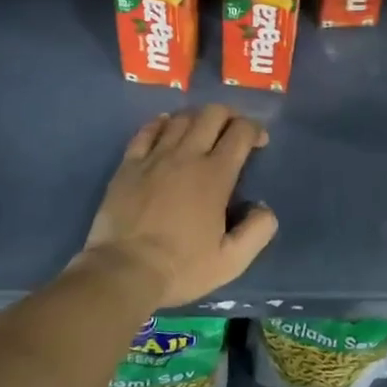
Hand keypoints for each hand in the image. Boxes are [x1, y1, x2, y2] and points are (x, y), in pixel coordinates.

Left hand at [80, 105, 277, 305]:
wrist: (123, 272)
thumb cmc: (181, 267)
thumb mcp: (231, 261)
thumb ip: (257, 230)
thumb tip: (263, 208)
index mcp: (215, 175)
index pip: (241, 132)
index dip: (255, 130)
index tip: (259, 143)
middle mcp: (187, 156)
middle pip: (212, 114)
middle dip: (229, 116)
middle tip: (233, 132)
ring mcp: (154, 157)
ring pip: (181, 118)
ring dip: (198, 119)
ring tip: (202, 133)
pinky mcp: (129, 165)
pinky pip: (147, 130)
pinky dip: (161, 123)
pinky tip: (166, 128)